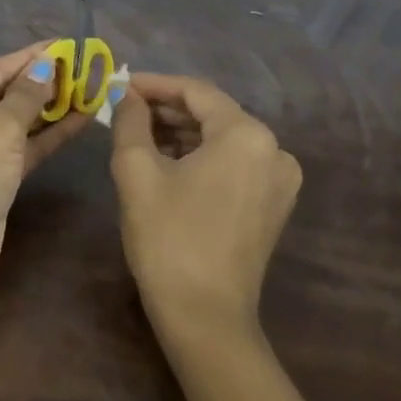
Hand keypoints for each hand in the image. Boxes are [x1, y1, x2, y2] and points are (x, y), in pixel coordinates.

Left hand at [0, 44, 92, 301]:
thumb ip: (25, 97)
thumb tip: (46, 65)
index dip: (32, 57)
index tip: (68, 44)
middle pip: (7, 93)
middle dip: (46, 81)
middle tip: (88, 66)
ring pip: (20, 120)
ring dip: (53, 107)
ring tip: (93, 88)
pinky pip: (25, 146)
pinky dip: (51, 134)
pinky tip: (83, 119)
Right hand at [110, 73, 302, 339]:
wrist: (205, 317)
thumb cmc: (168, 237)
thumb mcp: (137, 171)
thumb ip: (131, 121)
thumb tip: (126, 95)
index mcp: (247, 135)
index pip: (195, 91)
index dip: (154, 84)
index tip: (120, 85)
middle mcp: (274, 150)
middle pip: (213, 113)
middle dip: (167, 109)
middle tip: (125, 111)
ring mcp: (279, 180)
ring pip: (222, 139)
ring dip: (181, 133)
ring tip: (139, 135)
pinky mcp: (273, 205)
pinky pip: (234, 163)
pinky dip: (201, 157)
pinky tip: (167, 162)